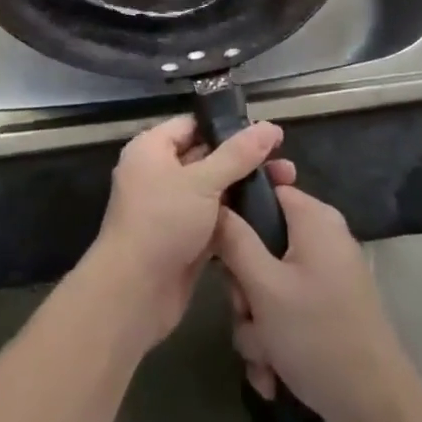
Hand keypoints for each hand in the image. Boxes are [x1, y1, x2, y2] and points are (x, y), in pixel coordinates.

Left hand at [82, 115, 289, 347]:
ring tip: (287, 186)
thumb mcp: (202, 182)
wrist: (134, 295)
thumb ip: (238, 155)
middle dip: (245, 160)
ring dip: (245, 190)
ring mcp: (172, 208)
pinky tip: (270, 215)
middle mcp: (159, 173)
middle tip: (285, 163)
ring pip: (214, 191)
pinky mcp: (184, 239)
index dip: (228, 126)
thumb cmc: (162, 223)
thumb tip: (270, 126)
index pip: (193, 125)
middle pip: (207, 157)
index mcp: (152, 149)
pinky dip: (237, 218)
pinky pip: (214, 219)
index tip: (265, 132)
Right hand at [214, 184, 421, 421]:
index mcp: (314, 219)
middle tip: (245, 313)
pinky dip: (275, 343)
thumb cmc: (317, 336)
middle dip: (245, 289)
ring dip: (256, 326)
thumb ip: (234, 241)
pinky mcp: (327, 313)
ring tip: (262, 358)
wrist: (377, 412)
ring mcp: (326, 279)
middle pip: (262, 245)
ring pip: (269, 287)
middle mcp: (322, 241)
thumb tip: (215, 206)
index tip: (218, 246)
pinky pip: (287, 314)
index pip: (265, 190)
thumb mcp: (264, 288)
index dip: (237, 213)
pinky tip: (272, 377)